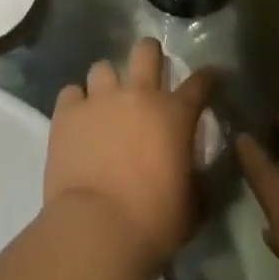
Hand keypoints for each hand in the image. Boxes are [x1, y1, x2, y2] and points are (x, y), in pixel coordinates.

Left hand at [46, 38, 215, 279]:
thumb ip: (196, 177)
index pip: (200, 82)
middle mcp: (138, 95)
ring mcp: (100, 100)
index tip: (211, 78)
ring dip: (107, 83)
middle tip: (149, 73)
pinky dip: (75, 103)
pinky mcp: (67, 113)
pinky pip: (71, 93)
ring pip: (103, 68)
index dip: (209, 78)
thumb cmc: (154, 221)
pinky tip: (77, 120)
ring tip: (105, 103)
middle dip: (150, 55)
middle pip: (146, 50)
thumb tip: (195, 169)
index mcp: (175, 114)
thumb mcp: (193, 204)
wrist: (96, 229)